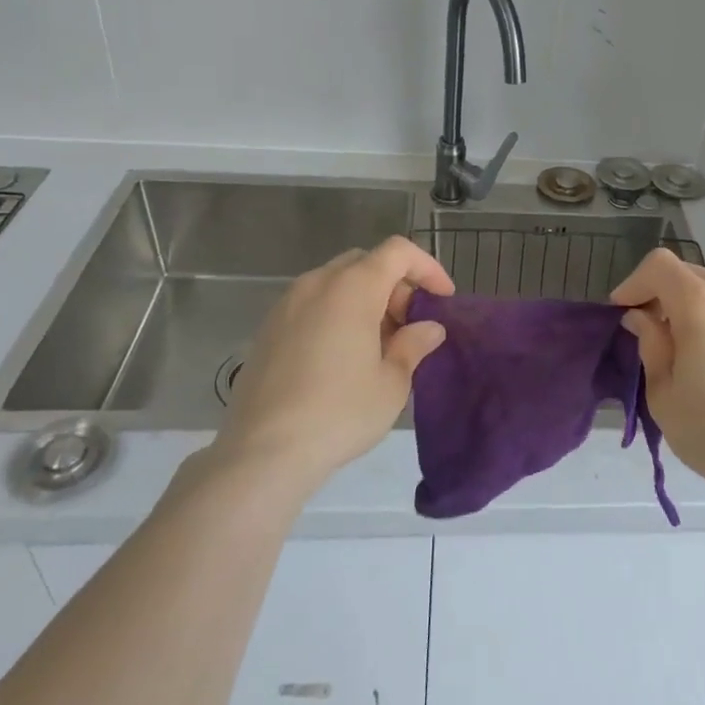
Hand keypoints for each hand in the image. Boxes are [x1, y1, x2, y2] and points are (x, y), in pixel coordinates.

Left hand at [210, 236, 453, 495]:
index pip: (398, 252)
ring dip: (366, 299)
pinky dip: (337, 313)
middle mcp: (317, 284)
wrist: (262, 452)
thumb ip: (413, 345)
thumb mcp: (391, 383)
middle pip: (366, 263)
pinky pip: (313, 303)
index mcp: (352, 288)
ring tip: (379, 344)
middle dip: (396, 285)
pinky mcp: (268, 328)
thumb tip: (428, 328)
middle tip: (410, 325)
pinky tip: (343, 357)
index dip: (427, 268)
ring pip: (337, 282)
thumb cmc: (339, 413)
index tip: (442, 299)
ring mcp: (286, 304)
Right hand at [612, 249, 704, 499]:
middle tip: (657, 332)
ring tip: (700, 348)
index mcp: (701, 302)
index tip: (624, 311)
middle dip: (668, 296)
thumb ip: (650, 342)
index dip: (635, 283)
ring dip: (704, 308)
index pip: (659, 265)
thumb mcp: (663, 391)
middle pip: (693, 275)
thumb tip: (643, 317)